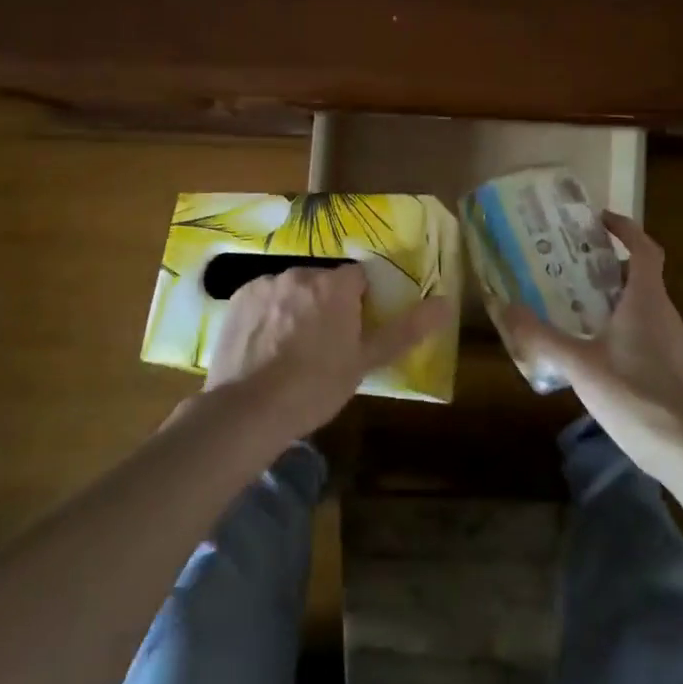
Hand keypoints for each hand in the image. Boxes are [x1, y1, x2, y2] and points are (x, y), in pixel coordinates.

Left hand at [205, 264, 450, 440]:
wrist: (248, 410)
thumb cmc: (315, 387)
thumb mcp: (364, 362)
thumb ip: (404, 330)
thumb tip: (444, 303)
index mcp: (335, 285)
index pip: (357, 278)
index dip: (358, 303)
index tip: (353, 331)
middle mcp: (300, 273)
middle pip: (322, 282)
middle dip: (325, 304)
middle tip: (322, 346)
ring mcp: (265, 283)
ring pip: (291, 290)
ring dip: (294, 307)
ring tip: (288, 351)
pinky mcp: (238, 298)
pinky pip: (262, 299)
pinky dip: (266, 315)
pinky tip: (263, 348)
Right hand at [503, 212, 682, 482]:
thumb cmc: (632, 396)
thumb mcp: (578, 365)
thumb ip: (541, 336)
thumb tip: (506, 308)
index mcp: (647, 301)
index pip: (644, 249)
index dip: (625, 228)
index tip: (600, 221)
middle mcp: (671, 315)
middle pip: (646, 278)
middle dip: (616, 269)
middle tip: (580, 273)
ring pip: (654, 309)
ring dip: (628, 302)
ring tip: (594, 314)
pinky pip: (662, 338)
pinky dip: (641, 334)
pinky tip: (622, 357)